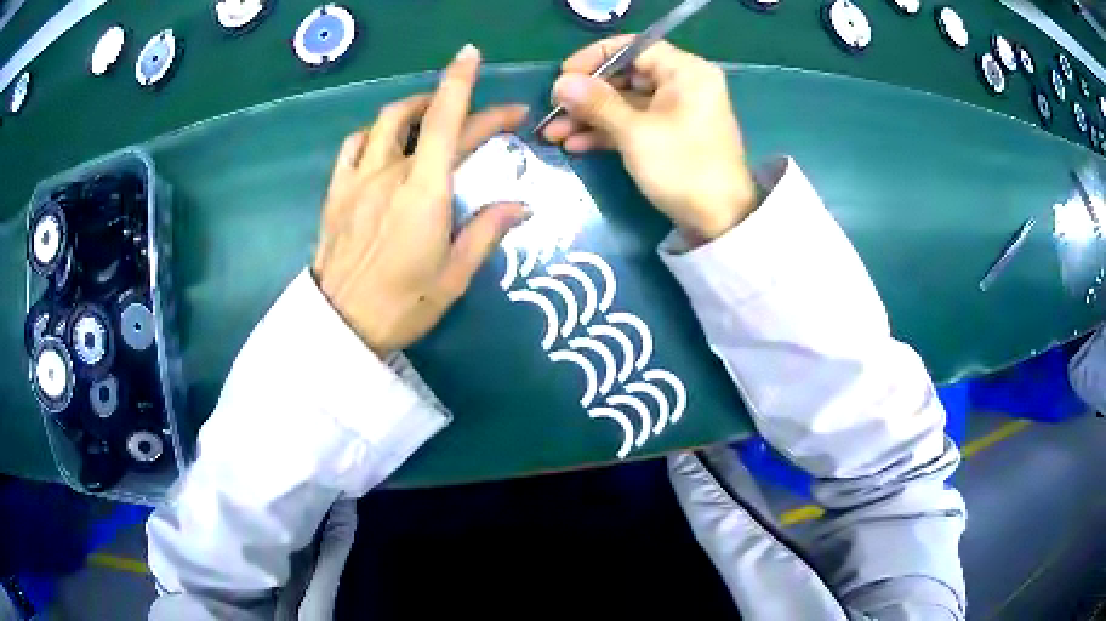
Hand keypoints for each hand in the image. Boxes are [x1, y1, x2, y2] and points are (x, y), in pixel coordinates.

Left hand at [313, 44, 527, 354]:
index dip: (461, 82)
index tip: (472, 55)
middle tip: (492, 118)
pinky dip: (374, 132)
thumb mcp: (455, 275)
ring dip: (415, 108)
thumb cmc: (403, 305)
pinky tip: (385, 140)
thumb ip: (487, 231)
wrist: (340, 327)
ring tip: (433, 114)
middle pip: (428, 120)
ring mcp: (358, 179)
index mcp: (424, 191)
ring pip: (386, 122)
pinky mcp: (337, 191)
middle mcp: (390, 173)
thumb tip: (520, 205)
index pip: (447, 120)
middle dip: (462, 106)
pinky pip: (353, 145)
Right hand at [542, 36, 757, 242]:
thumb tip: (561, 82)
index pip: (633, 47)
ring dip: (589, 117)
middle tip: (552, 109)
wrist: (720, 223)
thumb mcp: (636, 133)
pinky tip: (574, 144)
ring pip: (624, 103)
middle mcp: (682, 84)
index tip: (563, 76)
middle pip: (625, 75)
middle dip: (586, 95)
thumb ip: (597, 103)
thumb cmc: (684, 168)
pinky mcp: (668, 136)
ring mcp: (675, 111)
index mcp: (686, 71)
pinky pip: (632, 124)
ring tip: (552, 133)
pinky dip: (606, 132)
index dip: (594, 58)